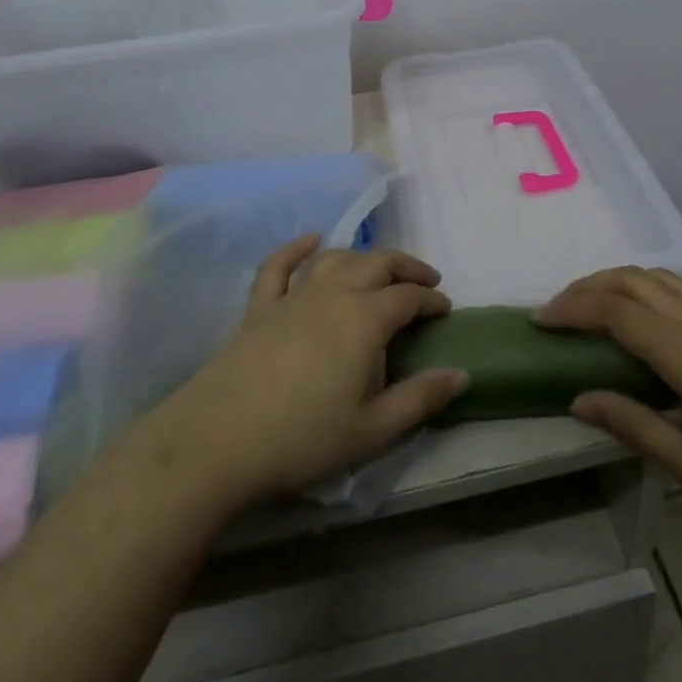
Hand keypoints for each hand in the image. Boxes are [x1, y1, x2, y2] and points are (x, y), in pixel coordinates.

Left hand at [124, 236, 469, 514]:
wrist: (218, 442)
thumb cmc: (303, 439)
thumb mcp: (373, 430)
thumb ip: (421, 399)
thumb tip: (462, 374)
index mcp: (364, 319)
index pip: (408, 296)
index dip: (432, 299)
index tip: (446, 310)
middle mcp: (332, 294)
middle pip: (377, 263)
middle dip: (406, 267)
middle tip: (425, 281)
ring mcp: (292, 296)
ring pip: (335, 258)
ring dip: (363, 257)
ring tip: (379, 269)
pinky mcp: (259, 307)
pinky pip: (279, 265)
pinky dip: (297, 248)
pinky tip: (310, 240)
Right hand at [535, 267, 681, 534]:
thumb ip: (634, 426)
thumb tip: (577, 399)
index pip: (615, 311)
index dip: (572, 308)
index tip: (539, 321)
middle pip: (631, 279)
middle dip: (585, 286)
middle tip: (555, 310)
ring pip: (655, 275)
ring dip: (613, 280)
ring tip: (587, 306)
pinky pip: (677, 286)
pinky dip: (642, 286)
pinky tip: (637, 315)